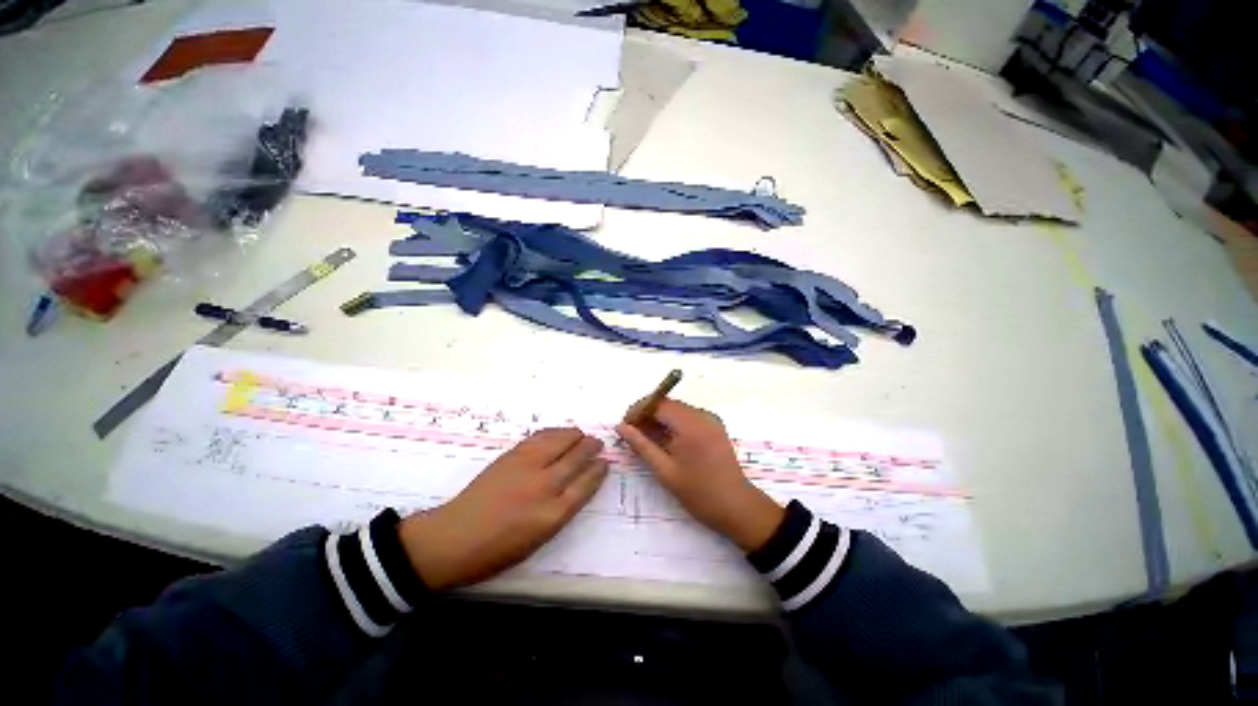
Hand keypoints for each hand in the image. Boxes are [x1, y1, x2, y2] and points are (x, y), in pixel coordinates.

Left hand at [399, 428, 607, 589]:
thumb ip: (562, 510)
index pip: (586, 484)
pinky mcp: (512, 456)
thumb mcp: (539, 540)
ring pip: (560, 441)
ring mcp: (527, 467)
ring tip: (581, 435)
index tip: (605, 463)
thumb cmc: (498, 550)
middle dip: (591, 447)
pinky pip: (541, 437)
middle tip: (598, 443)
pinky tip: (559, 434)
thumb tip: (577, 485)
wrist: (453, 538)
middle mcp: (544, 486)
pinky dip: (555, 432)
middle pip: (576, 457)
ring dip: (575, 436)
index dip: (598, 470)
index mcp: (553, 514)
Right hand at [616, 399, 783, 551]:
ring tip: (645, 441)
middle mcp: (702, 415)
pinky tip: (664, 443)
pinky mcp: (714, 427)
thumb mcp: (665, 471)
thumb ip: (641, 445)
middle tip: (632, 435)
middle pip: (667, 404)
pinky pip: (687, 418)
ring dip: (659, 420)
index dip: (638, 410)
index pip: (658, 403)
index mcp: (690, 424)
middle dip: (647, 415)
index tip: (624, 426)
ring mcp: (710, 420)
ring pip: (677, 411)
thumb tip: (621, 427)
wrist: (738, 508)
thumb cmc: (699, 493)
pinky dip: (672, 425)